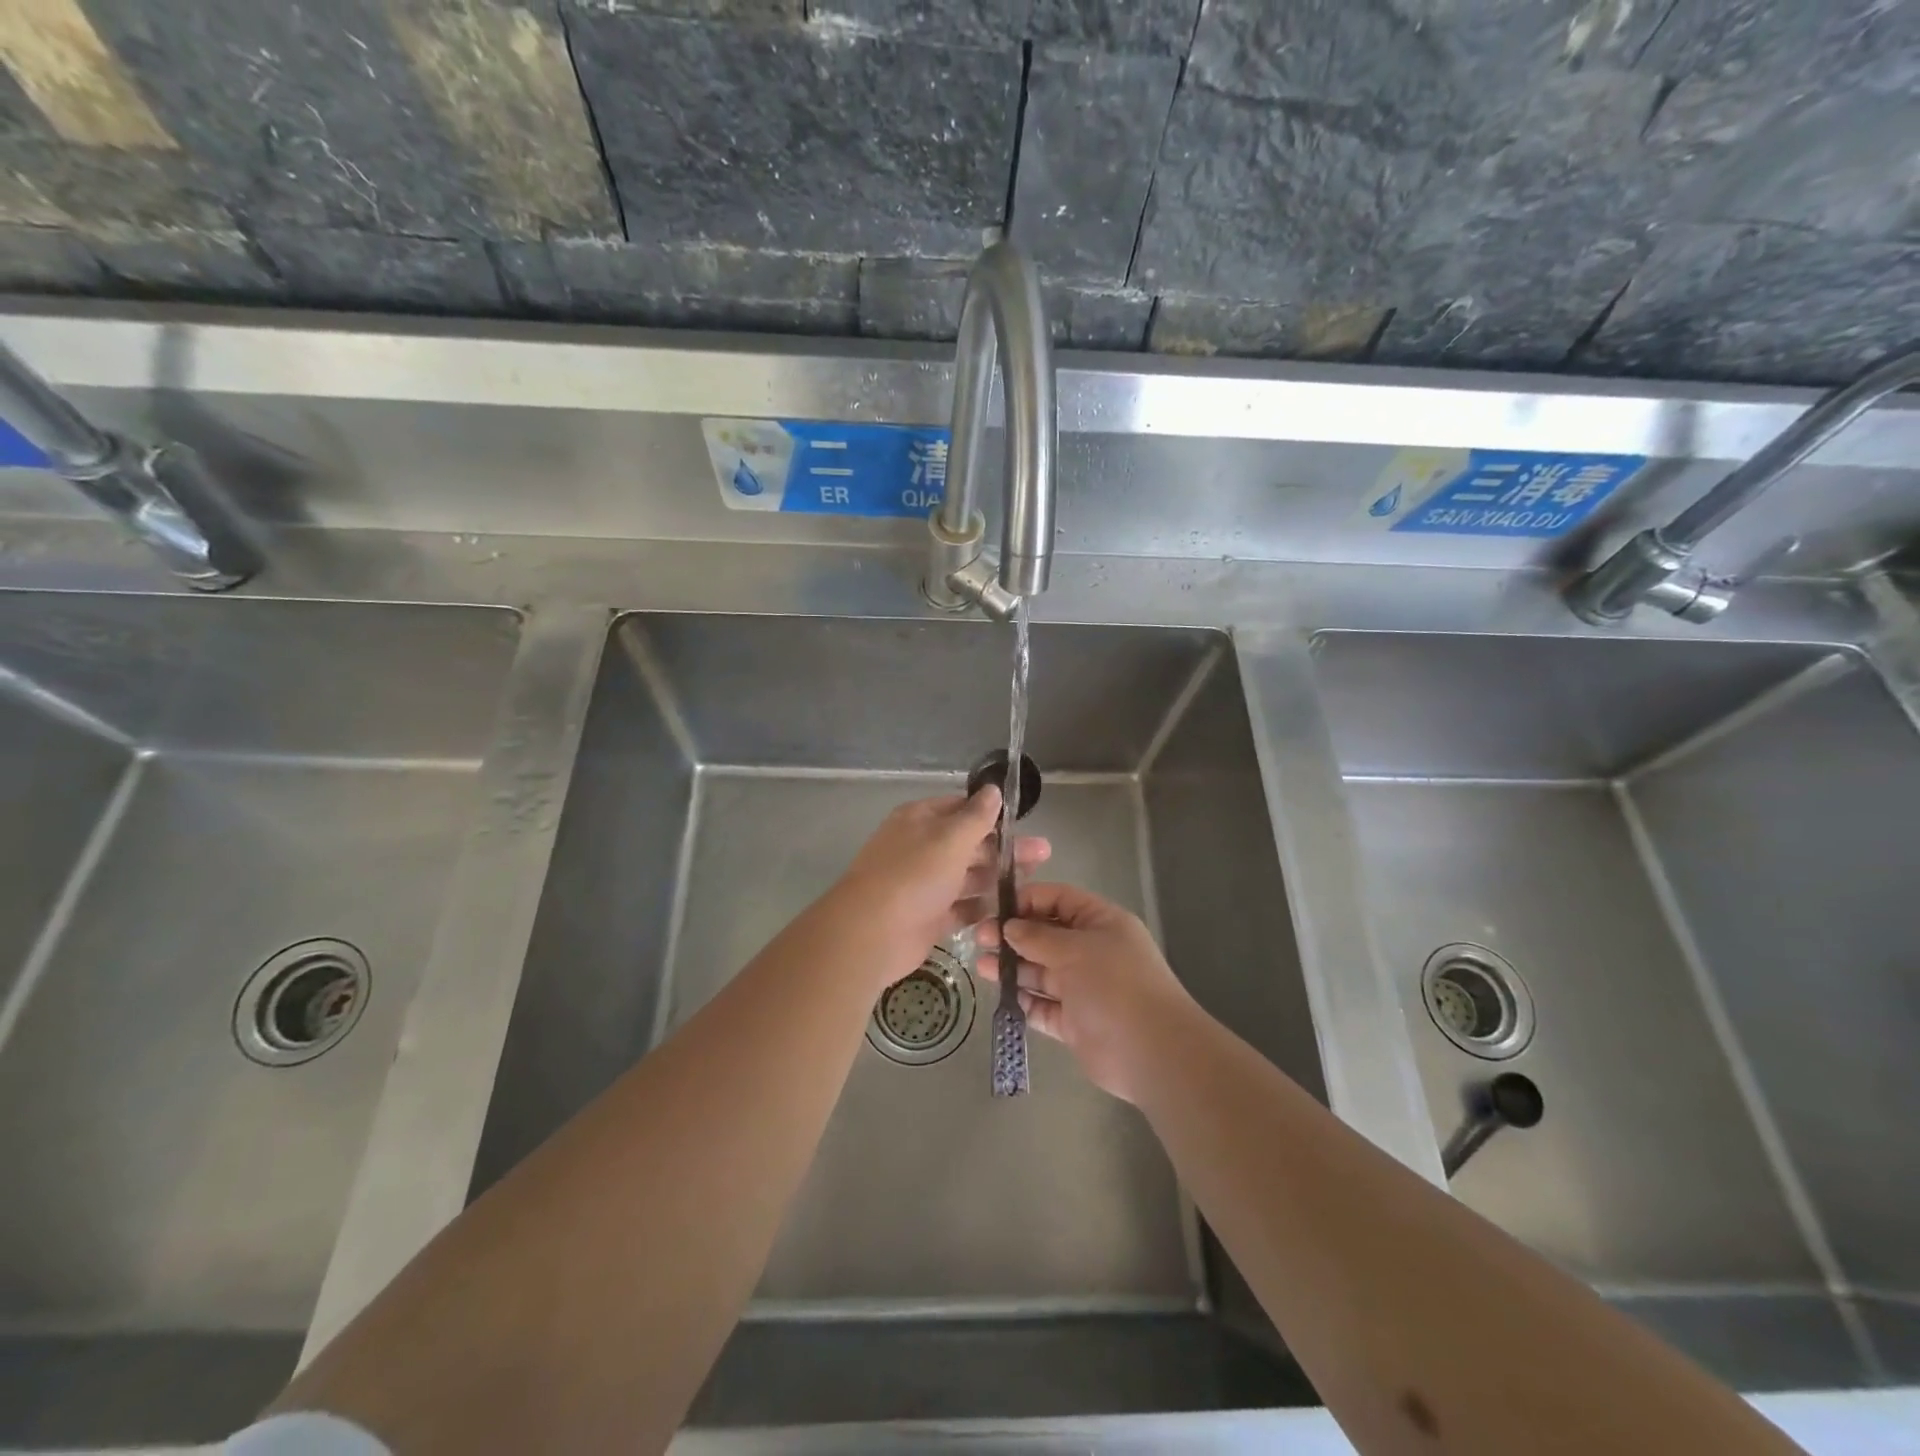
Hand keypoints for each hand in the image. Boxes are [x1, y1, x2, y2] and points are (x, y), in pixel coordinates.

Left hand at [826, 788, 1049, 991]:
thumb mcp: (949, 839)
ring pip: (968, 876)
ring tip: (1033, 884)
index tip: (1023, 822)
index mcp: (920, 820)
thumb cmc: (913, 876)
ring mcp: (925, 884)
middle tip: (1043, 854)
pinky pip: (960, 908)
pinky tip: (1009, 910)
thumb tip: (993, 789)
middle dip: (1004, 848)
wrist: (871, 934)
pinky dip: (980, 908)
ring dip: (997, 878)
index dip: (991, 814)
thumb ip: (976, 817)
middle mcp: (922, 848)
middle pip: (969, 844)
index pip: (961, 808)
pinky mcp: (929, 917)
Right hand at [976, 882, 1194, 1102]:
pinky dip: (1025, 1001)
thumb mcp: (1075, 950)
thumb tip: (1009, 927)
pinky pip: (1044, 1006)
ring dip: (1013, 968)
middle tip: (979, 939)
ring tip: (981, 967)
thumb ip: (1038, 937)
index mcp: (1101, 923)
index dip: (1028, 900)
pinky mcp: (1075, 1022)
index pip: (1060, 899)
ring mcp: (1084, 987)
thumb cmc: (1114, 985)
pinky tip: (1002, 996)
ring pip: (1042, 971)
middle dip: (1014, 936)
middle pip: (1047, 935)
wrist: (1151, 1052)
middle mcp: (1093, 951)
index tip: (995, 908)